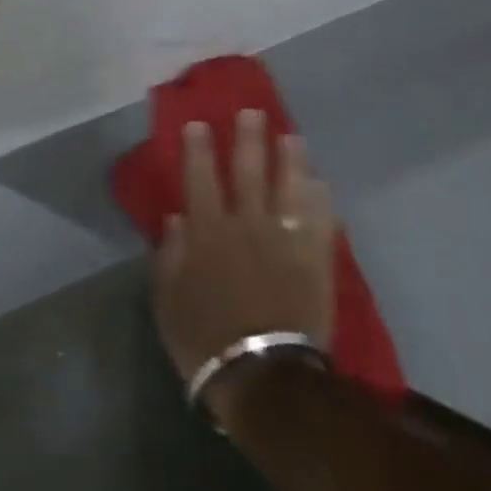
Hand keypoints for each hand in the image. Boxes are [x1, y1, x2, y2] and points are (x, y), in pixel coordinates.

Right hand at [152, 111, 335, 422]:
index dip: (199, 149)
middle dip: (249, 140)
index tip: (198, 123)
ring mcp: (284, 241)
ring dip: (290, 160)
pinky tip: (321, 183)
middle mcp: (245, 226)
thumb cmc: (205, 339)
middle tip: (253, 112)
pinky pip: (319, 222)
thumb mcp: (168, 300)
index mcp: (207, 233)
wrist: (263, 377)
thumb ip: (170, 256)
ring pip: (288, 188)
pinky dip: (320, 200)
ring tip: (292, 136)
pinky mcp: (313, 261)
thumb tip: (176, 218)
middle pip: (248, 173)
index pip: (200, 179)